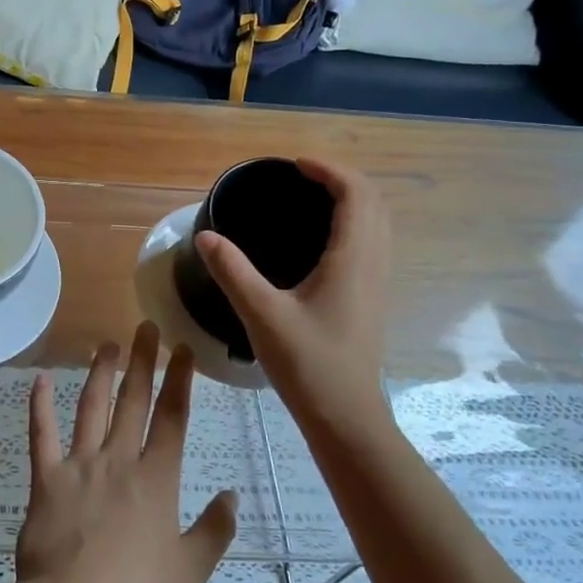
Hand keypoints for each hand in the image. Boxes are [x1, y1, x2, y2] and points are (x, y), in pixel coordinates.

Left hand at [14, 323, 236, 582]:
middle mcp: (119, 460)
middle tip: (145, 327)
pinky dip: (39, 407)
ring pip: (91, 407)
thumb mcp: (190, 570)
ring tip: (106, 345)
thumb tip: (232, 494)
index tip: (182, 348)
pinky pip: (41, 435)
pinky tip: (40, 380)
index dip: (179, 379)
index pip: (173, 417)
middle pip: (133, 401)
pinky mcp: (46, 478)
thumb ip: (215, 530)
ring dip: (100, 373)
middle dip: (142, 361)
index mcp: (157, 479)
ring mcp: (80, 465)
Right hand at [195, 159, 393, 435]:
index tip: (295, 165)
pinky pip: (371, 243)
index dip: (329, 170)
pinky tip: (320, 240)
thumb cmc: (308, 364)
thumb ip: (232, 271)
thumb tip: (206, 236)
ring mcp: (376, 282)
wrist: (345, 416)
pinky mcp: (370, 298)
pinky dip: (353, 223)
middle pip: (373, 202)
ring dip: (352, 200)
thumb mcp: (261, 314)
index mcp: (352, 258)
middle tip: (301, 176)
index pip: (356, 194)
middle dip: (342, 179)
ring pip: (377, 223)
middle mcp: (372, 263)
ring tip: (311, 198)